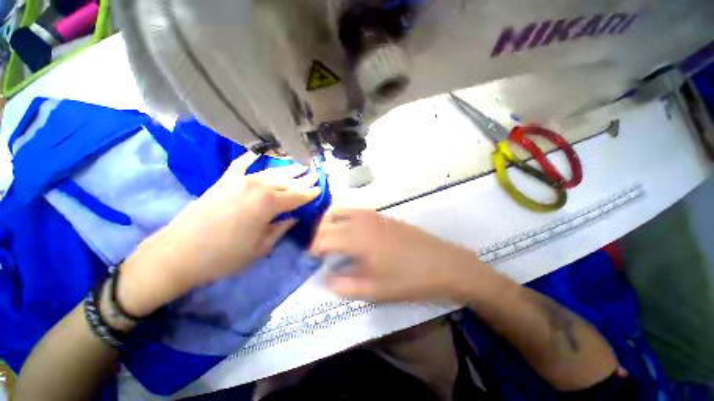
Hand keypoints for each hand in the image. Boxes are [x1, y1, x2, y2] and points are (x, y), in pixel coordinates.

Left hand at [119, 153, 320, 316]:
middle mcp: (257, 187)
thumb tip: (294, 217)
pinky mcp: (224, 181)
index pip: (297, 196)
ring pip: (270, 172)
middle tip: (315, 174)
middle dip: (303, 178)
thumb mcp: (261, 247)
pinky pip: (241, 165)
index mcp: (269, 204)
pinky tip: (259, 153)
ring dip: (287, 169)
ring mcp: (239, 180)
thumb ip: (281, 228)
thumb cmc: (225, 256)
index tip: (320, 189)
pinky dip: (251, 158)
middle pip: (287, 181)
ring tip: (299, 165)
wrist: (179, 253)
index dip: (310, 193)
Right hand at [310, 209, 489, 302]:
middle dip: (319, 234)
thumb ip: (345, 285)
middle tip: (319, 251)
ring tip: (331, 241)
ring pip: (342, 210)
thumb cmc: (409, 279)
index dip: (313, 248)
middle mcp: (362, 221)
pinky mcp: (383, 216)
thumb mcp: (375, 290)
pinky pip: (356, 212)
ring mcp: (374, 215)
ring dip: (331, 223)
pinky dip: (345, 219)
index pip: (323, 238)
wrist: (444, 263)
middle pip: (329, 219)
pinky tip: (351, 234)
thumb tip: (324, 279)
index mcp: (357, 238)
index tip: (311, 260)